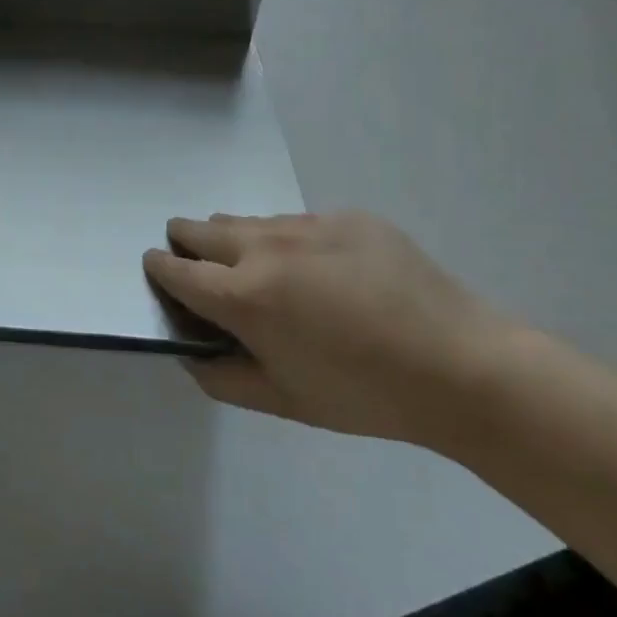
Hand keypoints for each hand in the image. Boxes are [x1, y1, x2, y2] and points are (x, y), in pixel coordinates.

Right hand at [144, 212, 513, 443]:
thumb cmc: (363, 395)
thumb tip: (191, 350)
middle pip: (202, 228)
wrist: (460, 366)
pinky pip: (299, 223)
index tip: (157, 270)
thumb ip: (221, 377)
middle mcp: (267, 247)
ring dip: (237, 240)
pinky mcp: (348, 216)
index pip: (176, 269)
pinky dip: (290, 242)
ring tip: (263, 271)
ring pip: (250, 221)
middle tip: (198, 265)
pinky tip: (325, 274)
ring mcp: (310, 224)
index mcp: (244, 296)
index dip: (158, 269)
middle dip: (186, 242)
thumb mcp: (282, 401)